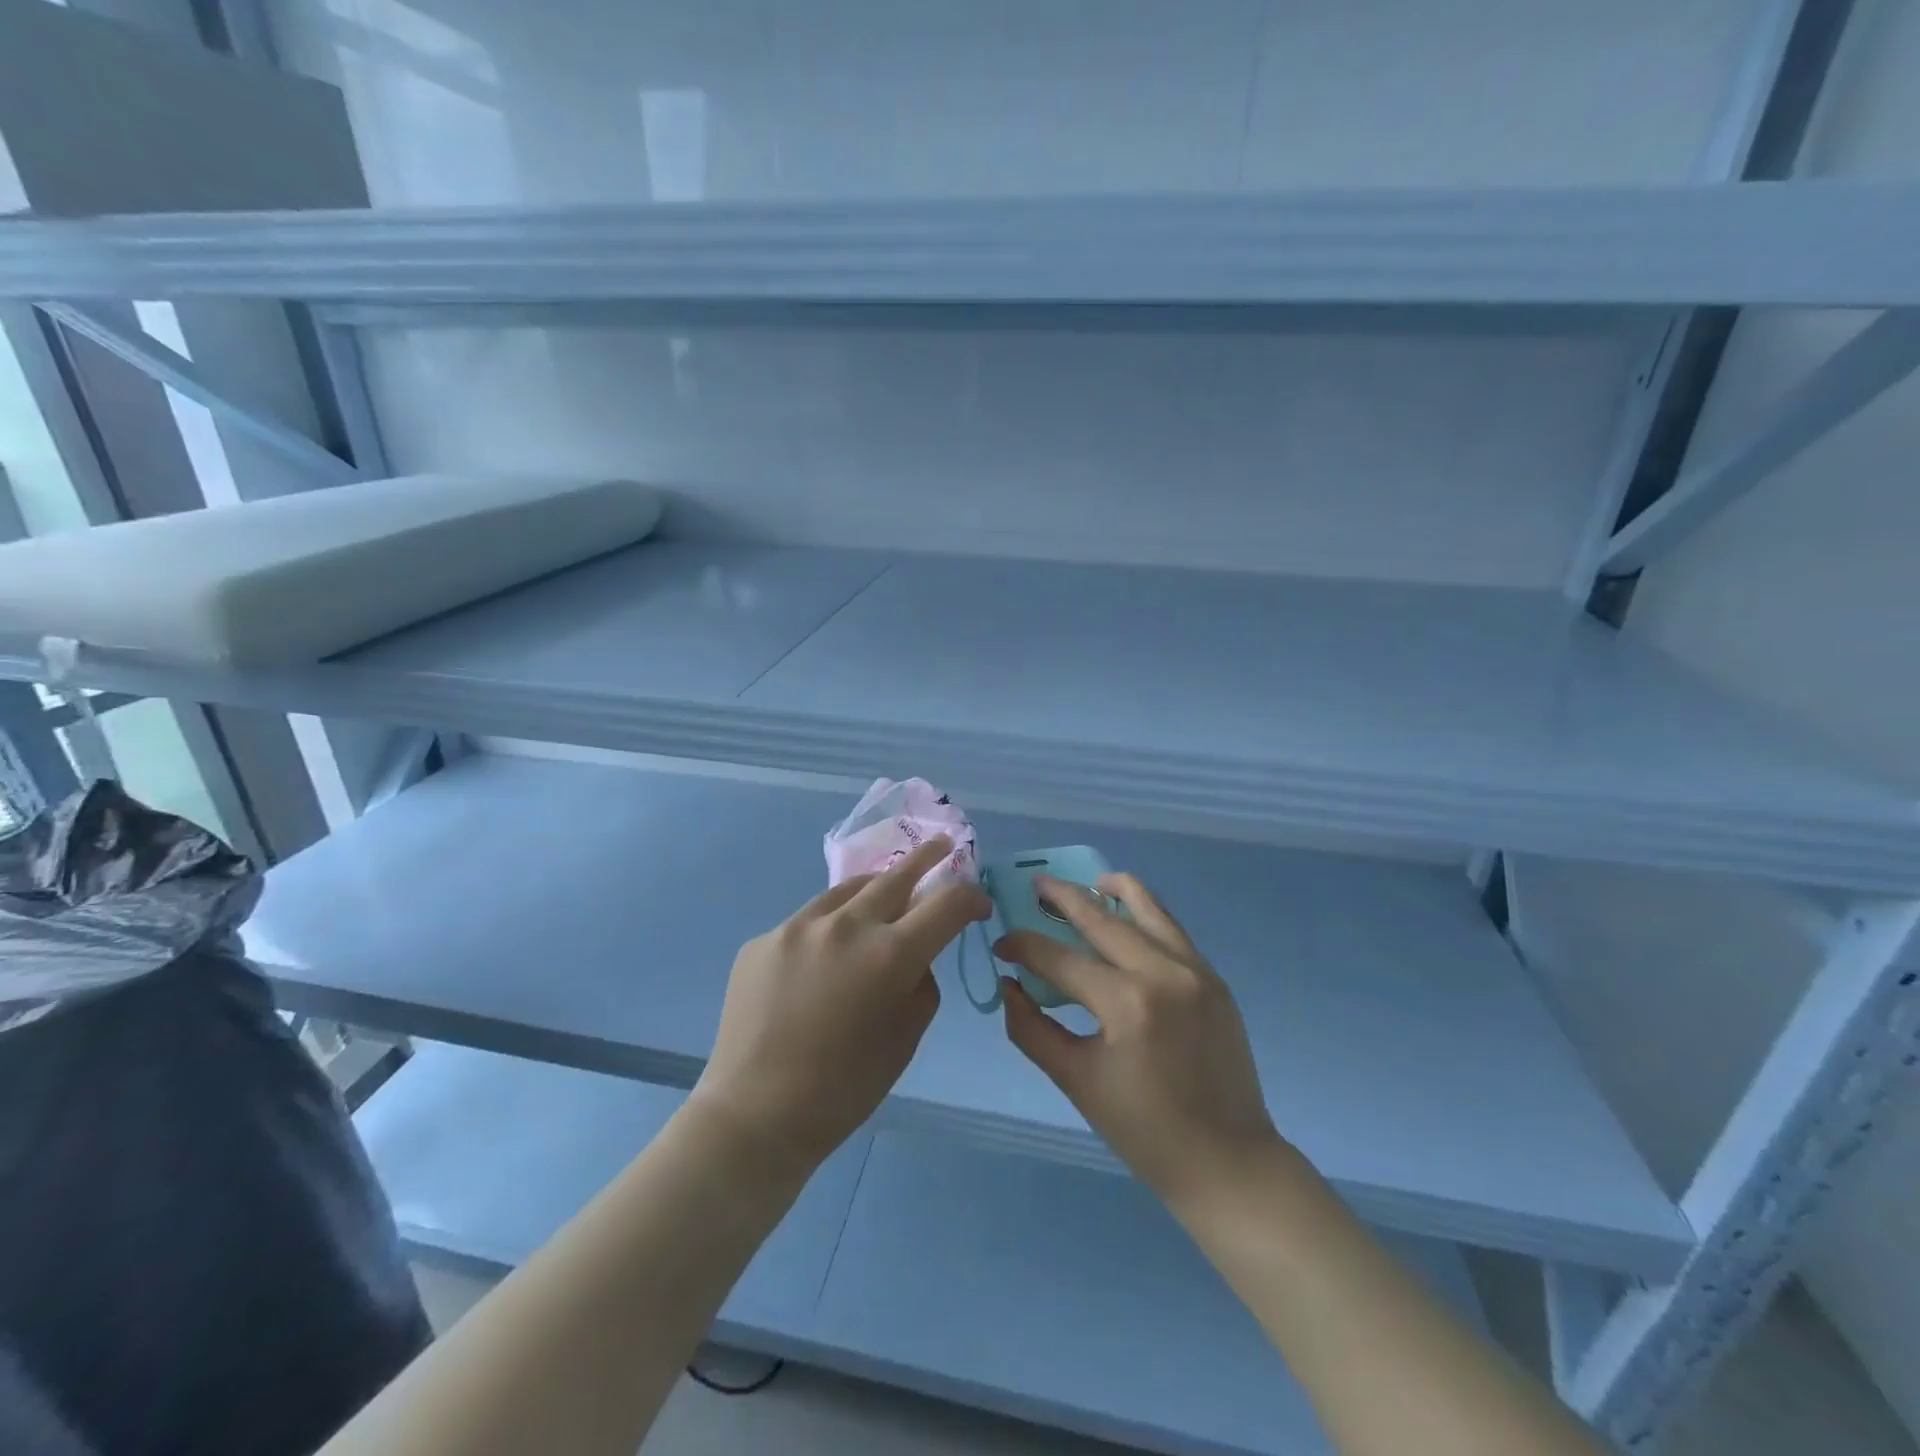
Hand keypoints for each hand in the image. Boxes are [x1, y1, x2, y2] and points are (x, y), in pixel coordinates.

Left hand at [691, 837, 990, 1175]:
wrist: (755, 1114)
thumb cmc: (845, 1088)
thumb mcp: (906, 1038)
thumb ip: (921, 982)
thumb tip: (915, 955)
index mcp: (890, 954)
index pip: (947, 904)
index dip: (971, 898)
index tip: (978, 905)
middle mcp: (845, 925)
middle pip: (896, 875)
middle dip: (927, 858)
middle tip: (942, 846)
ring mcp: (797, 927)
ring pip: (847, 891)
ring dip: (872, 891)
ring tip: (882, 896)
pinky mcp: (763, 940)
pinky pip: (807, 923)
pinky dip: (827, 930)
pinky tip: (822, 961)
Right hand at [995, 873, 1282, 1207]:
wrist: (1228, 1162)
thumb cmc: (1145, 1131)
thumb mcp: (1076, 1082)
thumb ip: (1032, 1029)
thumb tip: (1007, 985)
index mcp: (1127, 1005)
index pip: (1060, 959)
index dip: (1024, 947)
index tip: (1001, 946)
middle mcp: (1163, 973)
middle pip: (1102, 918)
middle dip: (1062, 897)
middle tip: (1035, 884)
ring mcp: (1195, 970)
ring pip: (1147, 908)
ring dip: (1112, 890)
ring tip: (1086, 884)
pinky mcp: (1213, 978)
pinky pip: (1171, 930)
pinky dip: (1143, 914)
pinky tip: (1125, 917)